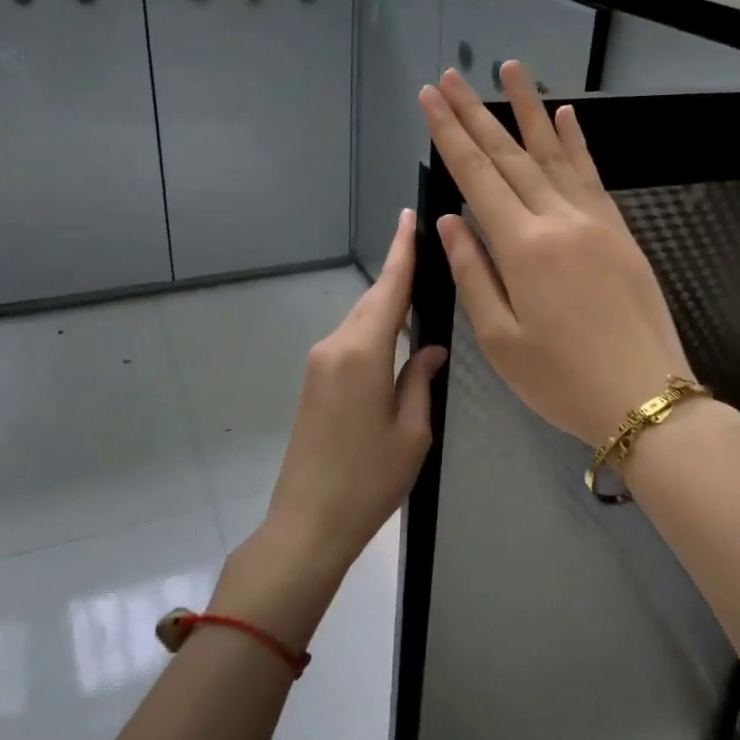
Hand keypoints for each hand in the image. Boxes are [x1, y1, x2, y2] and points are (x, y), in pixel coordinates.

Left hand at [262, 209, 448, 583]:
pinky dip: (374, 330)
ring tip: (422, 298)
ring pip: (360, 321)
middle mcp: (334, 347)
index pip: (388, 289)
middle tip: (430, 257)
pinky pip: (349, 341)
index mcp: (362, 353)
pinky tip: (396, 339)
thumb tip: (432, 348)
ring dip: (388, 307)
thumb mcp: (412, 432)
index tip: (408, 217)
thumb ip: (421, 380)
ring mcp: (318, 364)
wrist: (307, 522)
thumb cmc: (369, 480)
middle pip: (372, 301)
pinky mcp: (313, 382)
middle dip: (399, 277)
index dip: (402, 251)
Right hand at [419, 63, 691, 447]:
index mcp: (523, 247)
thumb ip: (473, 272)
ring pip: (554, 153)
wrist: (644, 396)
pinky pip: (592, 175)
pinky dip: (576, 142)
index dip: (449, 135)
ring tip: (510, 69)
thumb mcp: (500, 339)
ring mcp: (594, 221)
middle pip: (510, 156)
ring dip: (528, 110)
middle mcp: (558, 219)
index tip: (430, 98)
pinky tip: (565, 116)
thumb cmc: (561, 379)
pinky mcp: (618, 231)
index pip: (477, 176)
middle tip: (451, 76)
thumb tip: (450, 220)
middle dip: (476, 113)